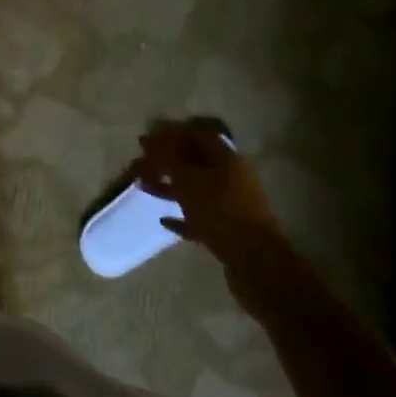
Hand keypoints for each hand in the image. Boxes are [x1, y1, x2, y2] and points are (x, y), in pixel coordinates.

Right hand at [133, 117, 282, 261]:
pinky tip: (164, 220)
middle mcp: (231, 176)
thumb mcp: (187, 180)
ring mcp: (231, 204)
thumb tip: (149, 139)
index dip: (169, 134)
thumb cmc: (219, 211)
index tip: (145, 142)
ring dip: (169, 186)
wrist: (256, 262)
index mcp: (225, 158)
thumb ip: (166, 158)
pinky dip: (182, 215)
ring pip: (195, 188)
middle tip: (139, 166)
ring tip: (143, 188)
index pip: (195, 135)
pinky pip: (200, 216)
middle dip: (165, 161)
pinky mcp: (229, 230)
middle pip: (193, 162)